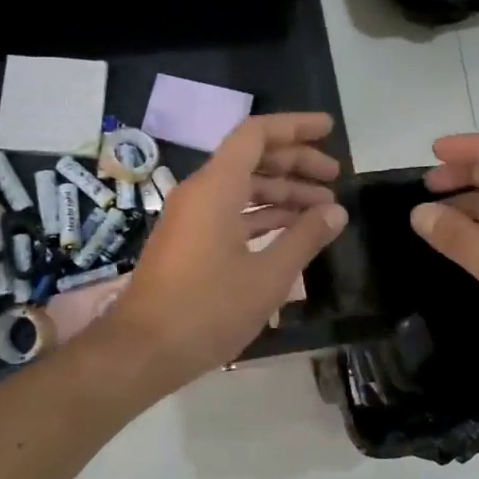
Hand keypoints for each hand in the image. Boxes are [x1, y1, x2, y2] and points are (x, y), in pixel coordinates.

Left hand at [105, 112, 348, 388]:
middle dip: (295, 163)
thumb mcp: (267, 276)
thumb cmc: (207, 309)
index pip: (257, 134)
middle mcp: (201, 192)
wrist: (142, 351)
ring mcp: (191, 216)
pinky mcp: (189, 240)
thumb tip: (336, 211)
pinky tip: (291, 230)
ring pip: (242, 188)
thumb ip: (305, 238)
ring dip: (282, 193)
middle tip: (334, 177)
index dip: (295, 127)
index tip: (328, 129)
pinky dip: (262, 215)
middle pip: (252, 159)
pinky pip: (230, 211)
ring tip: (323, 209)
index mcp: (216, 187)